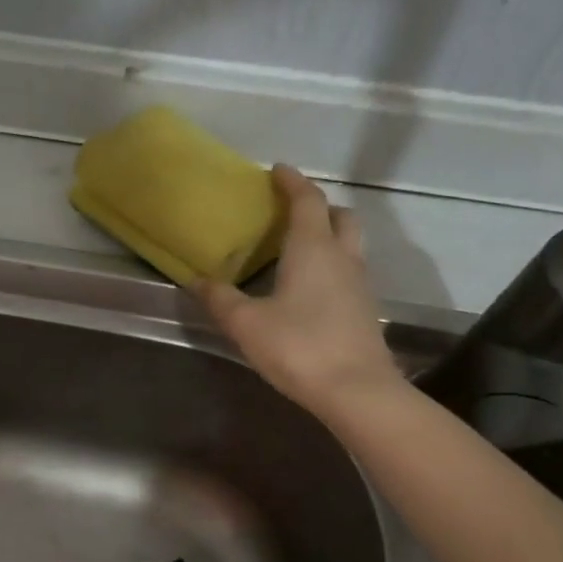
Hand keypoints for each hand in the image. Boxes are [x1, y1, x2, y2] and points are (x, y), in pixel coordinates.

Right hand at [195, 165, 402, 420]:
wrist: (356, 391)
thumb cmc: (298, 347)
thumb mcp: (246, 324)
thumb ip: (220, 299)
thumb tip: (197, 280)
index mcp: (313, 248)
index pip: (307, 200)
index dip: (292, 181)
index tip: (277, 170)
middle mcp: (342, 257)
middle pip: (340, 216)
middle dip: (318, 206)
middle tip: (292, 212)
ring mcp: (360, 284)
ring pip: (350, 244)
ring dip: (329, 235)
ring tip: (300, 249)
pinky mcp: (365, 310)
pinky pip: (350, 272)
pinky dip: (333, 265)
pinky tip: (312, 289)